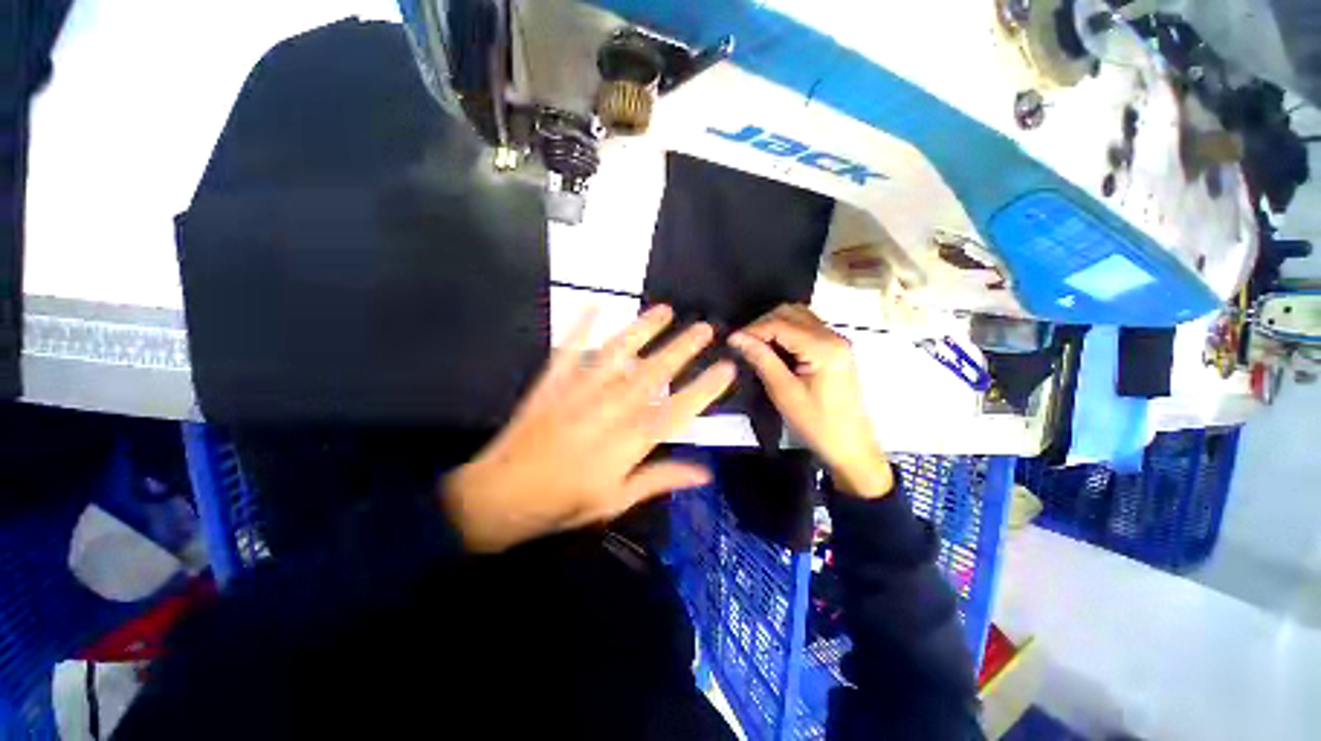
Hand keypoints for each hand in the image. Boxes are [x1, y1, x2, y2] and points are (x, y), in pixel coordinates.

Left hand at [444, 305, 736, 551]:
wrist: (499, 496)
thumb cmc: (563, 503)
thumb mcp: (616, 500)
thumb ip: (660, 478)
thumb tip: (704, 472)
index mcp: (628, 441)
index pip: (678, 409)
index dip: (705, 388)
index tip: (727, 368)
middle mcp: (610, 408)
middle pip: (654, 372)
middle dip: (683, 348)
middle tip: (704, 328)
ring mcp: (580, 390)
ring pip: (619, 353)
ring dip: (644, 329)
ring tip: (665, 310)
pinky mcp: (552, 382)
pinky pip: (570, 348)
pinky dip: (581, 324)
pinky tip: (595, 302)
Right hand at [729, 304, 892, 497]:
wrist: (851, 446)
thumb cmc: (817, 423)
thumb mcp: (784, 392)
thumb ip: (762, 360)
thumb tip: (736, 338)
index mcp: (824, 347)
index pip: (781, 323)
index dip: (752, 329)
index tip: (731, 341)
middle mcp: (833, 336)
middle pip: (791, 312)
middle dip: (763, 323)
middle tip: (742, 343)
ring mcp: (836, 341)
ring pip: (799, 316)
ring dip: (774, 325)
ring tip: (754, 345)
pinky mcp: (835, 349)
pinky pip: (806, 328)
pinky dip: (786, 331)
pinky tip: (773, 347)